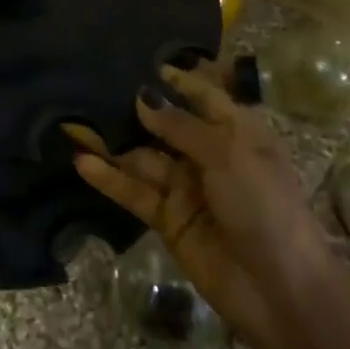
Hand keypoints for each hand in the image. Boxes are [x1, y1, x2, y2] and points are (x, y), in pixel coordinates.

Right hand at [73, 64, 341, 344]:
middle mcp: (210, 155)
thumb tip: (142, 96)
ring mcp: (186, 188)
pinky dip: (110, 178)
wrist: (278, 287)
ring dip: (111, 144)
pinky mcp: (167, 218)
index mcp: (238, 133)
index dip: (175, 81)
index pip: (203, 97)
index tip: (139, 62)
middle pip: (165, 127)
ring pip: (142, 158)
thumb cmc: (264, 206)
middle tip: (89, 88)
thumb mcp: (228, 155)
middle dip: (131, 110)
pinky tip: (81, 161)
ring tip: (71, 122)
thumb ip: (181, 126)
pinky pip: (135, 191)